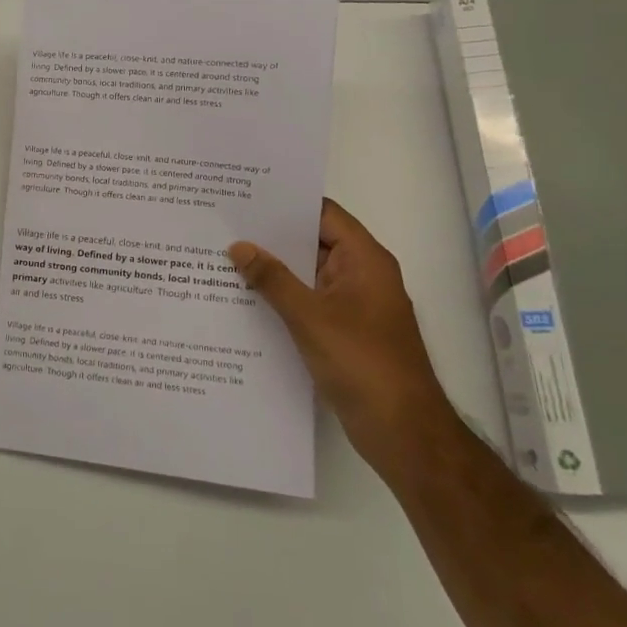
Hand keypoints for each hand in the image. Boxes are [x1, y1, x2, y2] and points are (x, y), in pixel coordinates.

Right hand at [229, 201, 458, 475]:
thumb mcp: (310, 316)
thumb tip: (239, 246)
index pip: (323, 214)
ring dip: (273, 269)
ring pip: (307, 274)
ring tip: (224, 256)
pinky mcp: (343, 332)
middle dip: (272, 236)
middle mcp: (361, 275)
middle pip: (313, 242)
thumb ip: (272, 279)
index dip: (287, 203)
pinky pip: (308, 302)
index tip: (246, 196)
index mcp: (364, 260)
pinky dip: (281, 297)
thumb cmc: (362, 362)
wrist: (402, 430)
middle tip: (224, 224)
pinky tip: (244, 298)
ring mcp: (353, 305)